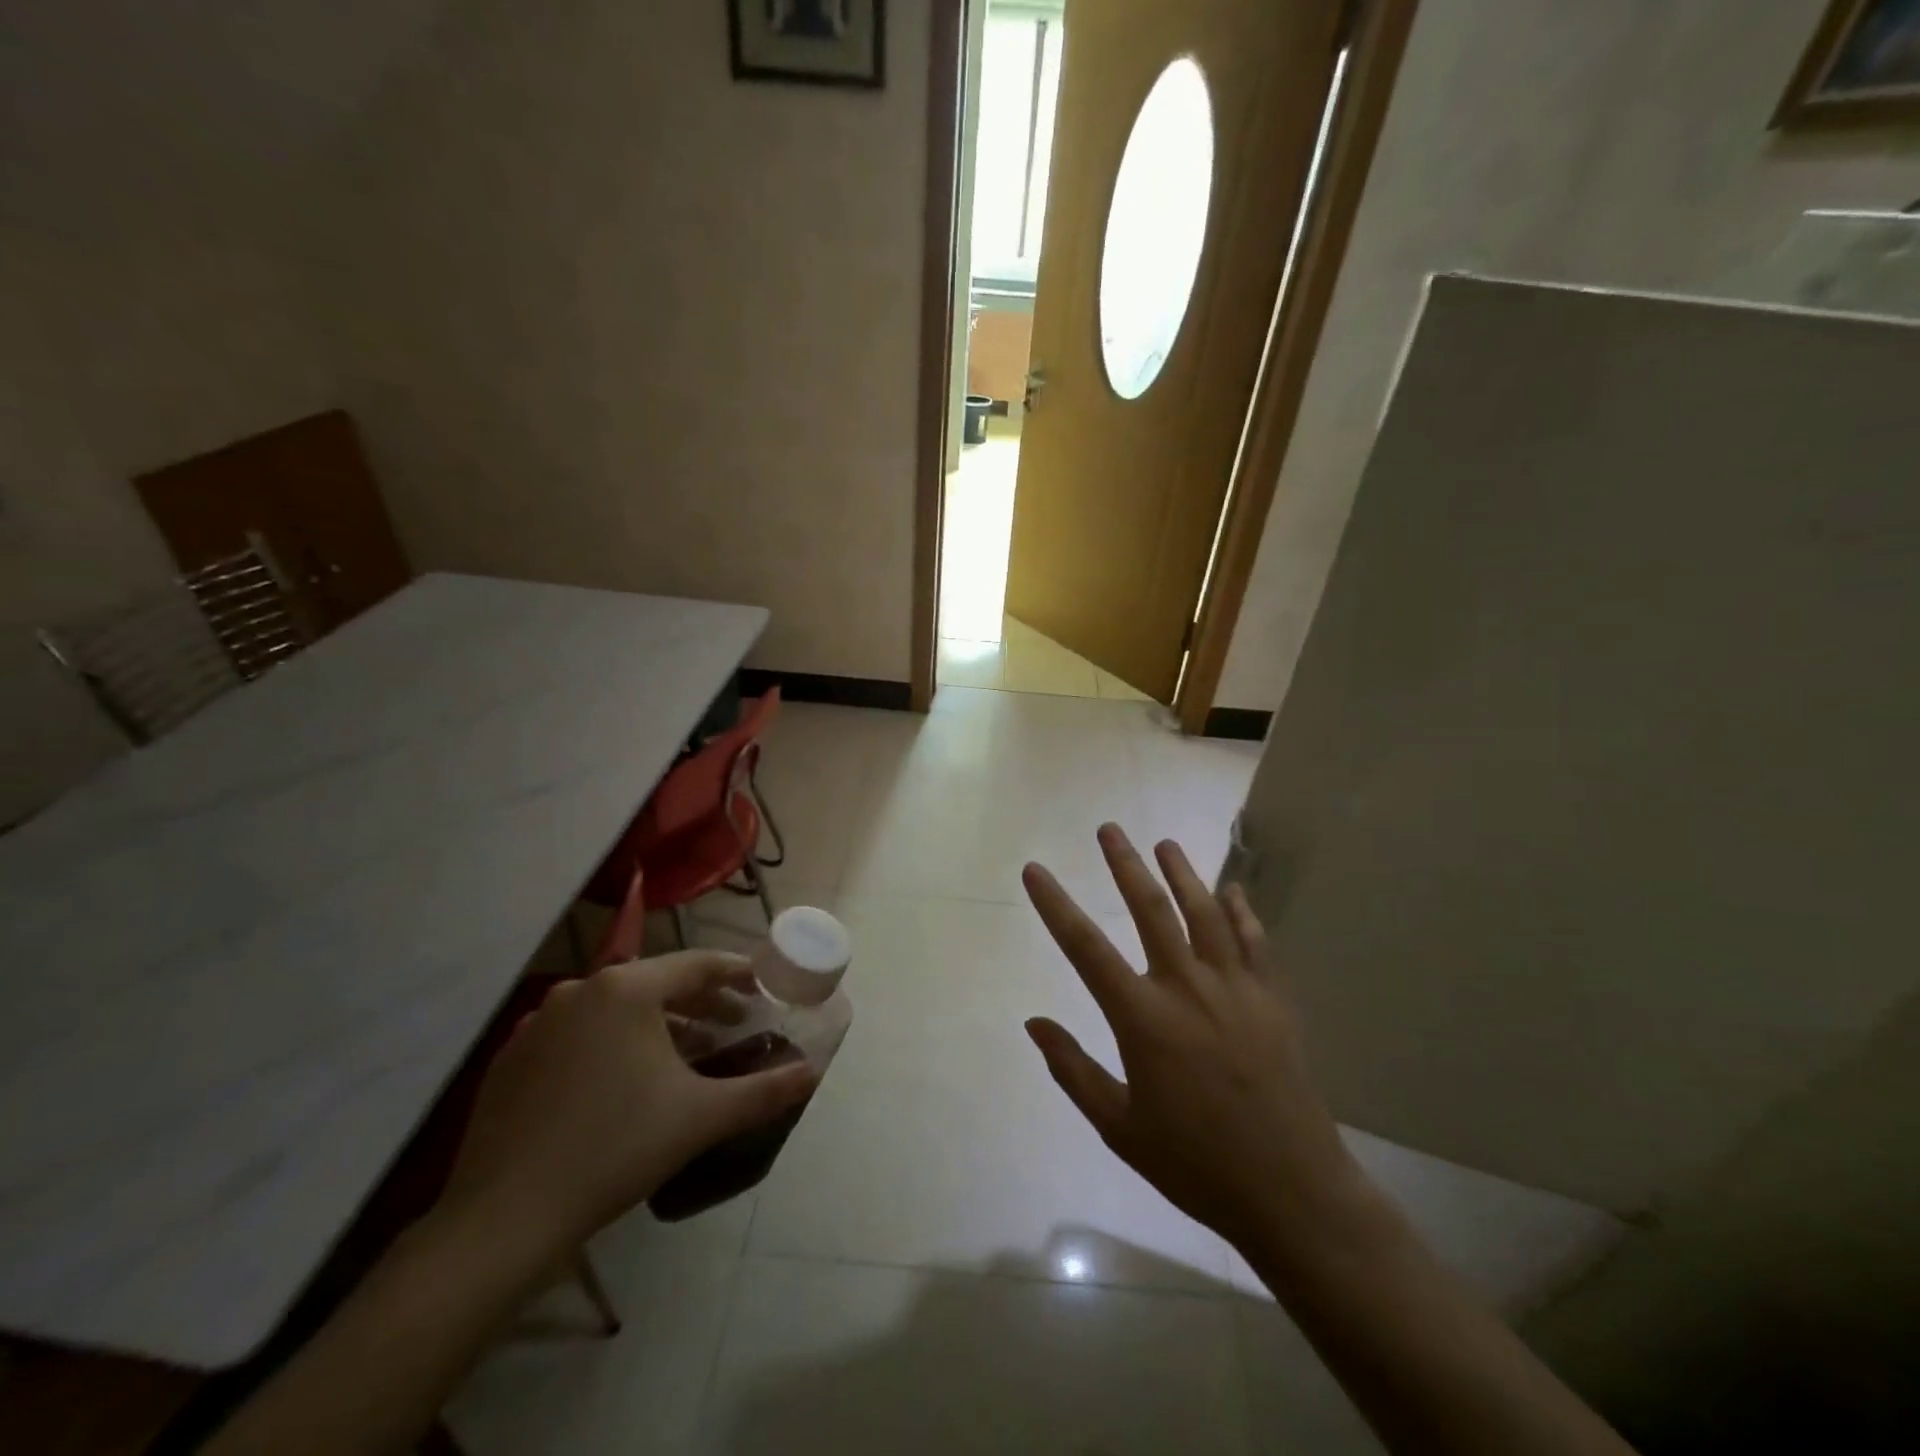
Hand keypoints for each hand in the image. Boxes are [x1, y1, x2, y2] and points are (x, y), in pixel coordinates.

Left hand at [442, 952, 817, 1253]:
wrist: (503, 1220)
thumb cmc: (615, 1149)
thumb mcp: (702, 1117)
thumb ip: (765, 1090)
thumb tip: (813, 1074)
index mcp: (627, 988)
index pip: (698, 964)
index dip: (737, 974)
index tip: (763, 987)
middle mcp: (581, 989)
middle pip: (657, 983)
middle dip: (701, 1003)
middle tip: (734, 1026)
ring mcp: (539, 1022)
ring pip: (617, 1009)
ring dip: (659, 1025)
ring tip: (688, 1056)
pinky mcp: (513, 1057)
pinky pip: (580, 1034)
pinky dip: (614, 1044)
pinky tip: (628, 1083)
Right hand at [1023, 825, 1366, 1251]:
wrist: (1290, 1191)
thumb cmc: (1195, 1164)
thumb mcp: (1120, 1126)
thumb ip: (1073, 1069)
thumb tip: (1033, 1022)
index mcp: (1144, 1019)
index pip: (1085, 948)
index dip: (1055, 905)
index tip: (1035, 870)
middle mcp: (1187, 988)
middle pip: (1151, 910)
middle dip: (1125, 865)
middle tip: (1108, 829)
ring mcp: (1235, 989)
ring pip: (1204, 914)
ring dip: (1183, 874)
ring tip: (1165, 843)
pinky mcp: (1272, 1000)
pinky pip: (1255, 941)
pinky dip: (1241, 911)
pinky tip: (1233, 890)